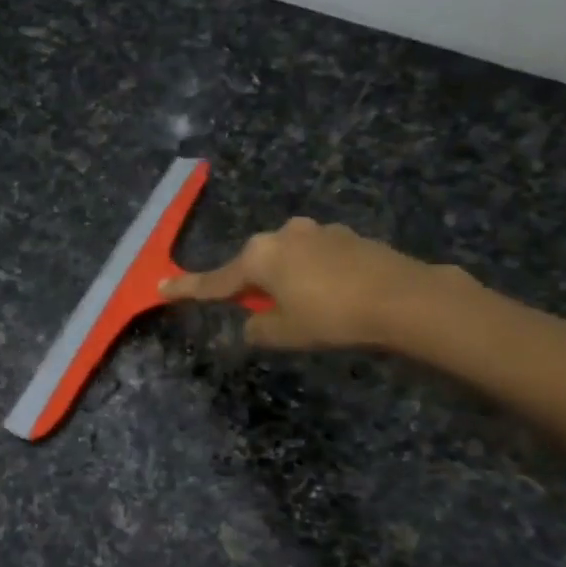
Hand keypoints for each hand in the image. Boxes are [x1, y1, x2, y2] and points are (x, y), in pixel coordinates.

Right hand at [161, 218, 475, 349]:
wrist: (403, 298)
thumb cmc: (332, 317)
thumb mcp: (286, 333)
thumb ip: (259, 329)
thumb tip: (253, 324)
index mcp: (259, 257)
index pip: (215, 280)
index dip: (188, 289)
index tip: (162, 287)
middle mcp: (284, 235)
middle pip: (254, 265)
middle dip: (252, 286)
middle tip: (260, 312)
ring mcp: (319, 232)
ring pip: (288, 259)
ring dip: (287, 280)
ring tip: (307, 308)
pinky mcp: (348, 237)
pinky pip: (317, 258)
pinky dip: (315, 275)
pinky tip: (334, 296)